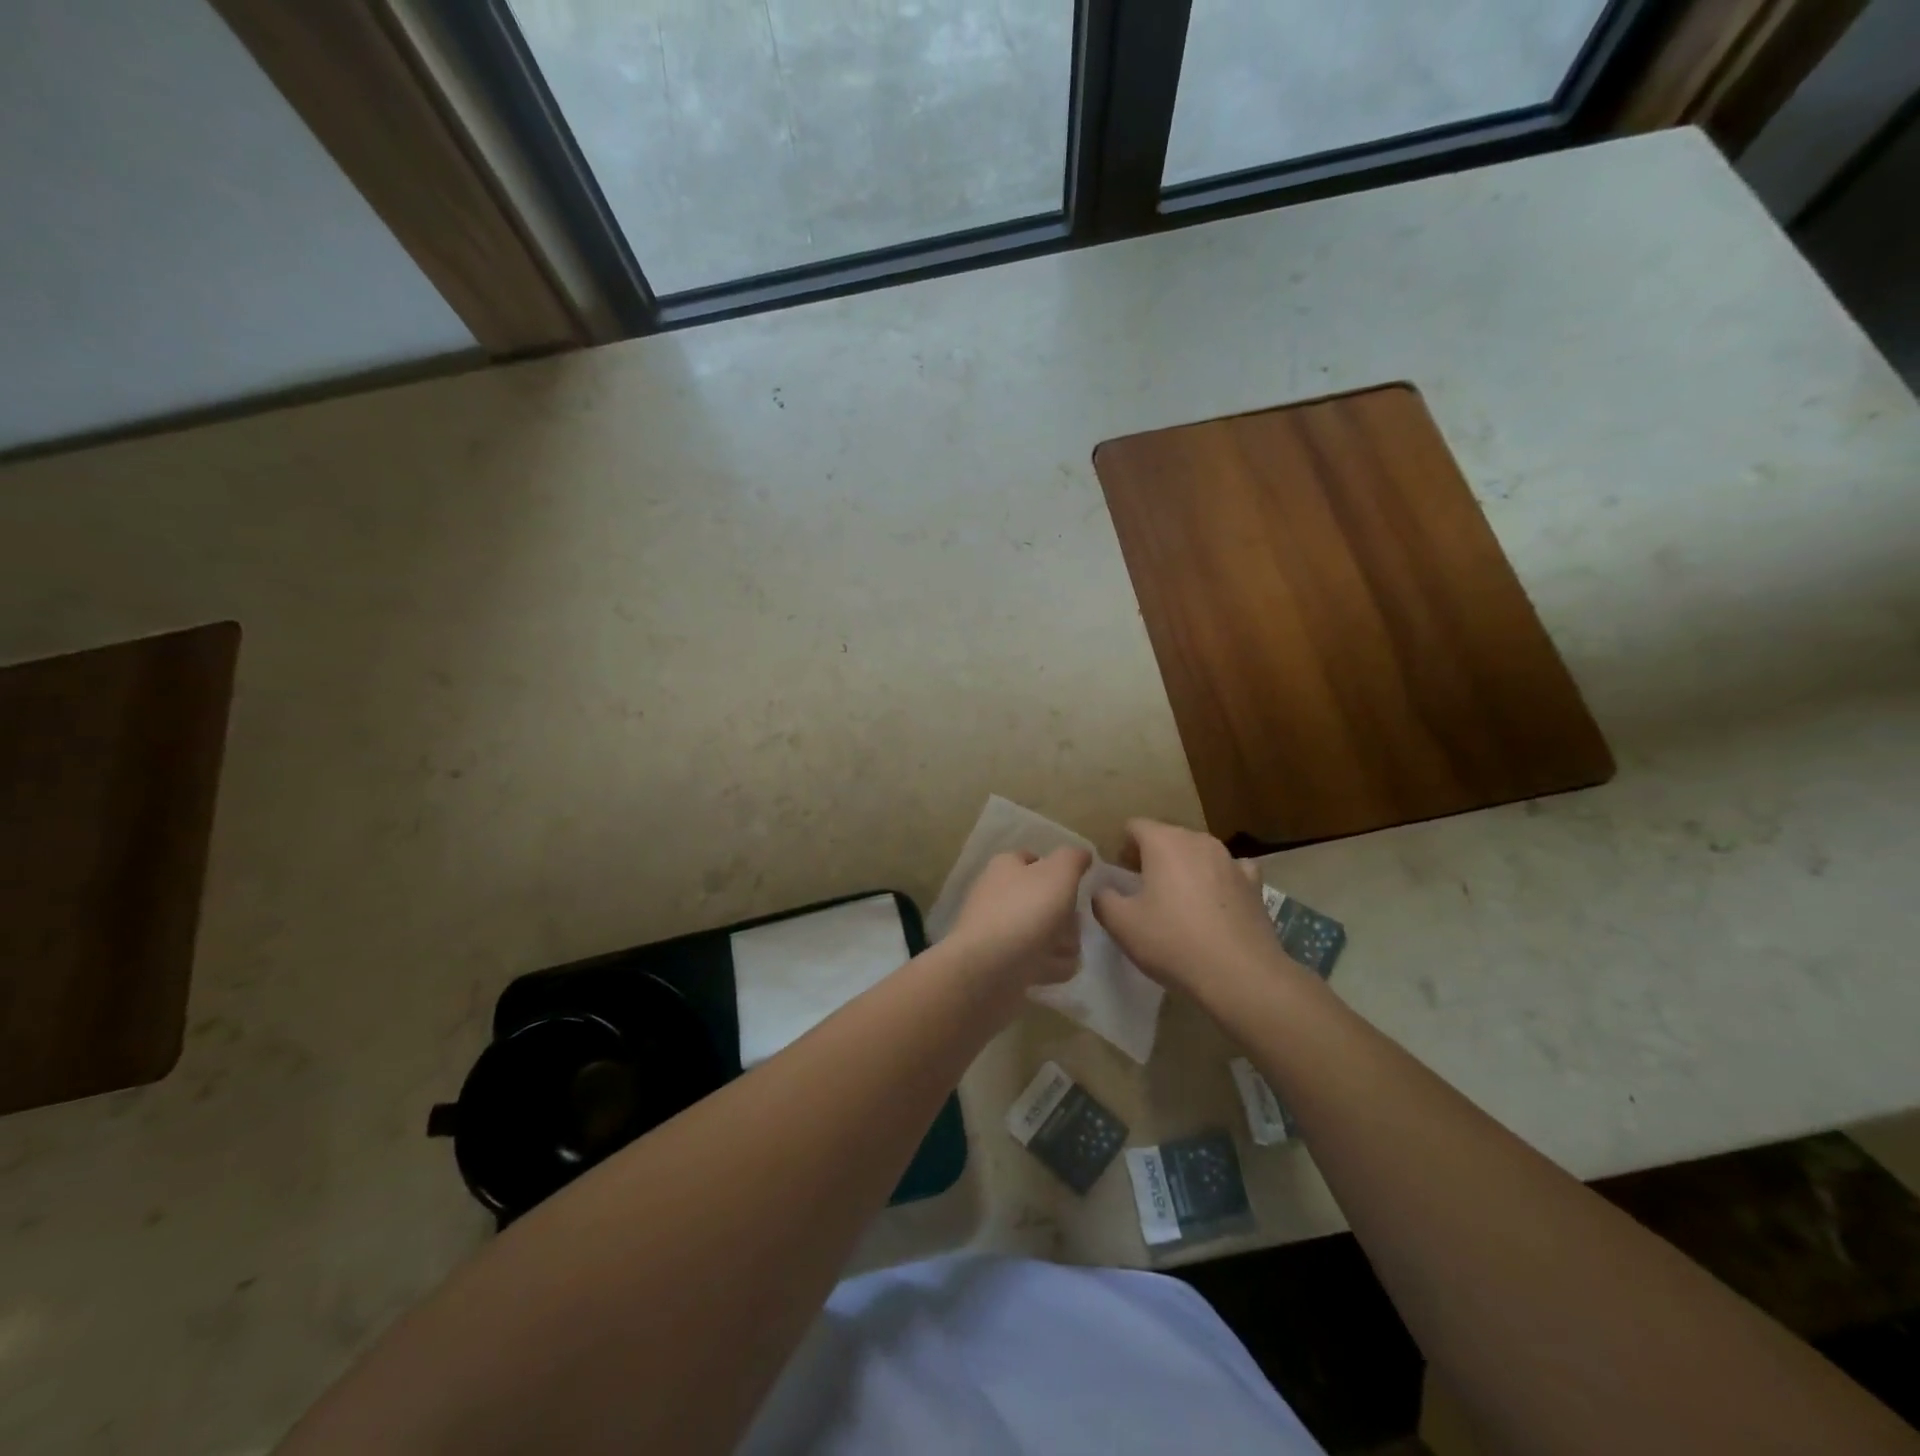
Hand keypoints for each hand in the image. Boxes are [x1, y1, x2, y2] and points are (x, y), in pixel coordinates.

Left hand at [945, 847, 1089, 987]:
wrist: (989, 969)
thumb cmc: (1026, 911)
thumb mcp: (1058, 873)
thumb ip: (1073, 859)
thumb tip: (1082, 854)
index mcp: (1006, 868)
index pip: (1034, 859)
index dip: (1058, 871)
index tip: (1076, 887)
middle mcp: (998, 895)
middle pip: (1044, 900)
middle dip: (1067, 916)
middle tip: (1073, 925)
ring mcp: (999, 931)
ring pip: (1043, 932)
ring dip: (1063, 943)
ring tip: (1065, 951)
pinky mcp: (1002, 964)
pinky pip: (1037, 961)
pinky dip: (1050, 966)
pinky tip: (1055, 970)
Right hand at [1091, 820, 1280, 997]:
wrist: (1241, 975)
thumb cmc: (1173, 942)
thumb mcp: (1121, 924)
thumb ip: (1103, 898)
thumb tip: (1103, 889)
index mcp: (1164, 842)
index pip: (1134, 826)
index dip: (1122, 848)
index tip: (1120, 877)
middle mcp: (1199, 840)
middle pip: (1167, 837)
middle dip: (1152, 857)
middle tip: (1143, 891)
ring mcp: (1231, 860)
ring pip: (1197, 853)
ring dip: (1184, 868)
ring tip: (1178, 902)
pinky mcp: (1254, 883)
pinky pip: (1229, 871)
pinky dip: (1218, 880)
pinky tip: (1215, 903)